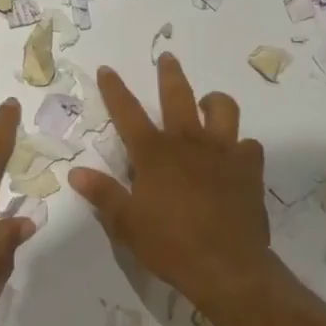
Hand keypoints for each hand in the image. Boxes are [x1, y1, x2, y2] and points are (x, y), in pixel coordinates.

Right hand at [67, 53, 272, 312]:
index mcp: (154, 153)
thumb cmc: (171, 245)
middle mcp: (188, 142)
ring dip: (213, 101)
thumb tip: (76, 173)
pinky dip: (241, 146)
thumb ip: (103, 194)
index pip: (127, 112)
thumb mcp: (127, 224)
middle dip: (169, 74)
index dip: (114, 89)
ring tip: (208, 104)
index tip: (107, 69)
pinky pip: (249, 144)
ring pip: (222, 108)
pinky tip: (236, 155)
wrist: (227, 267)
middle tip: (167, 58)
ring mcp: (223, 151)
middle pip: (177, 95)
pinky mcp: (249, 168)